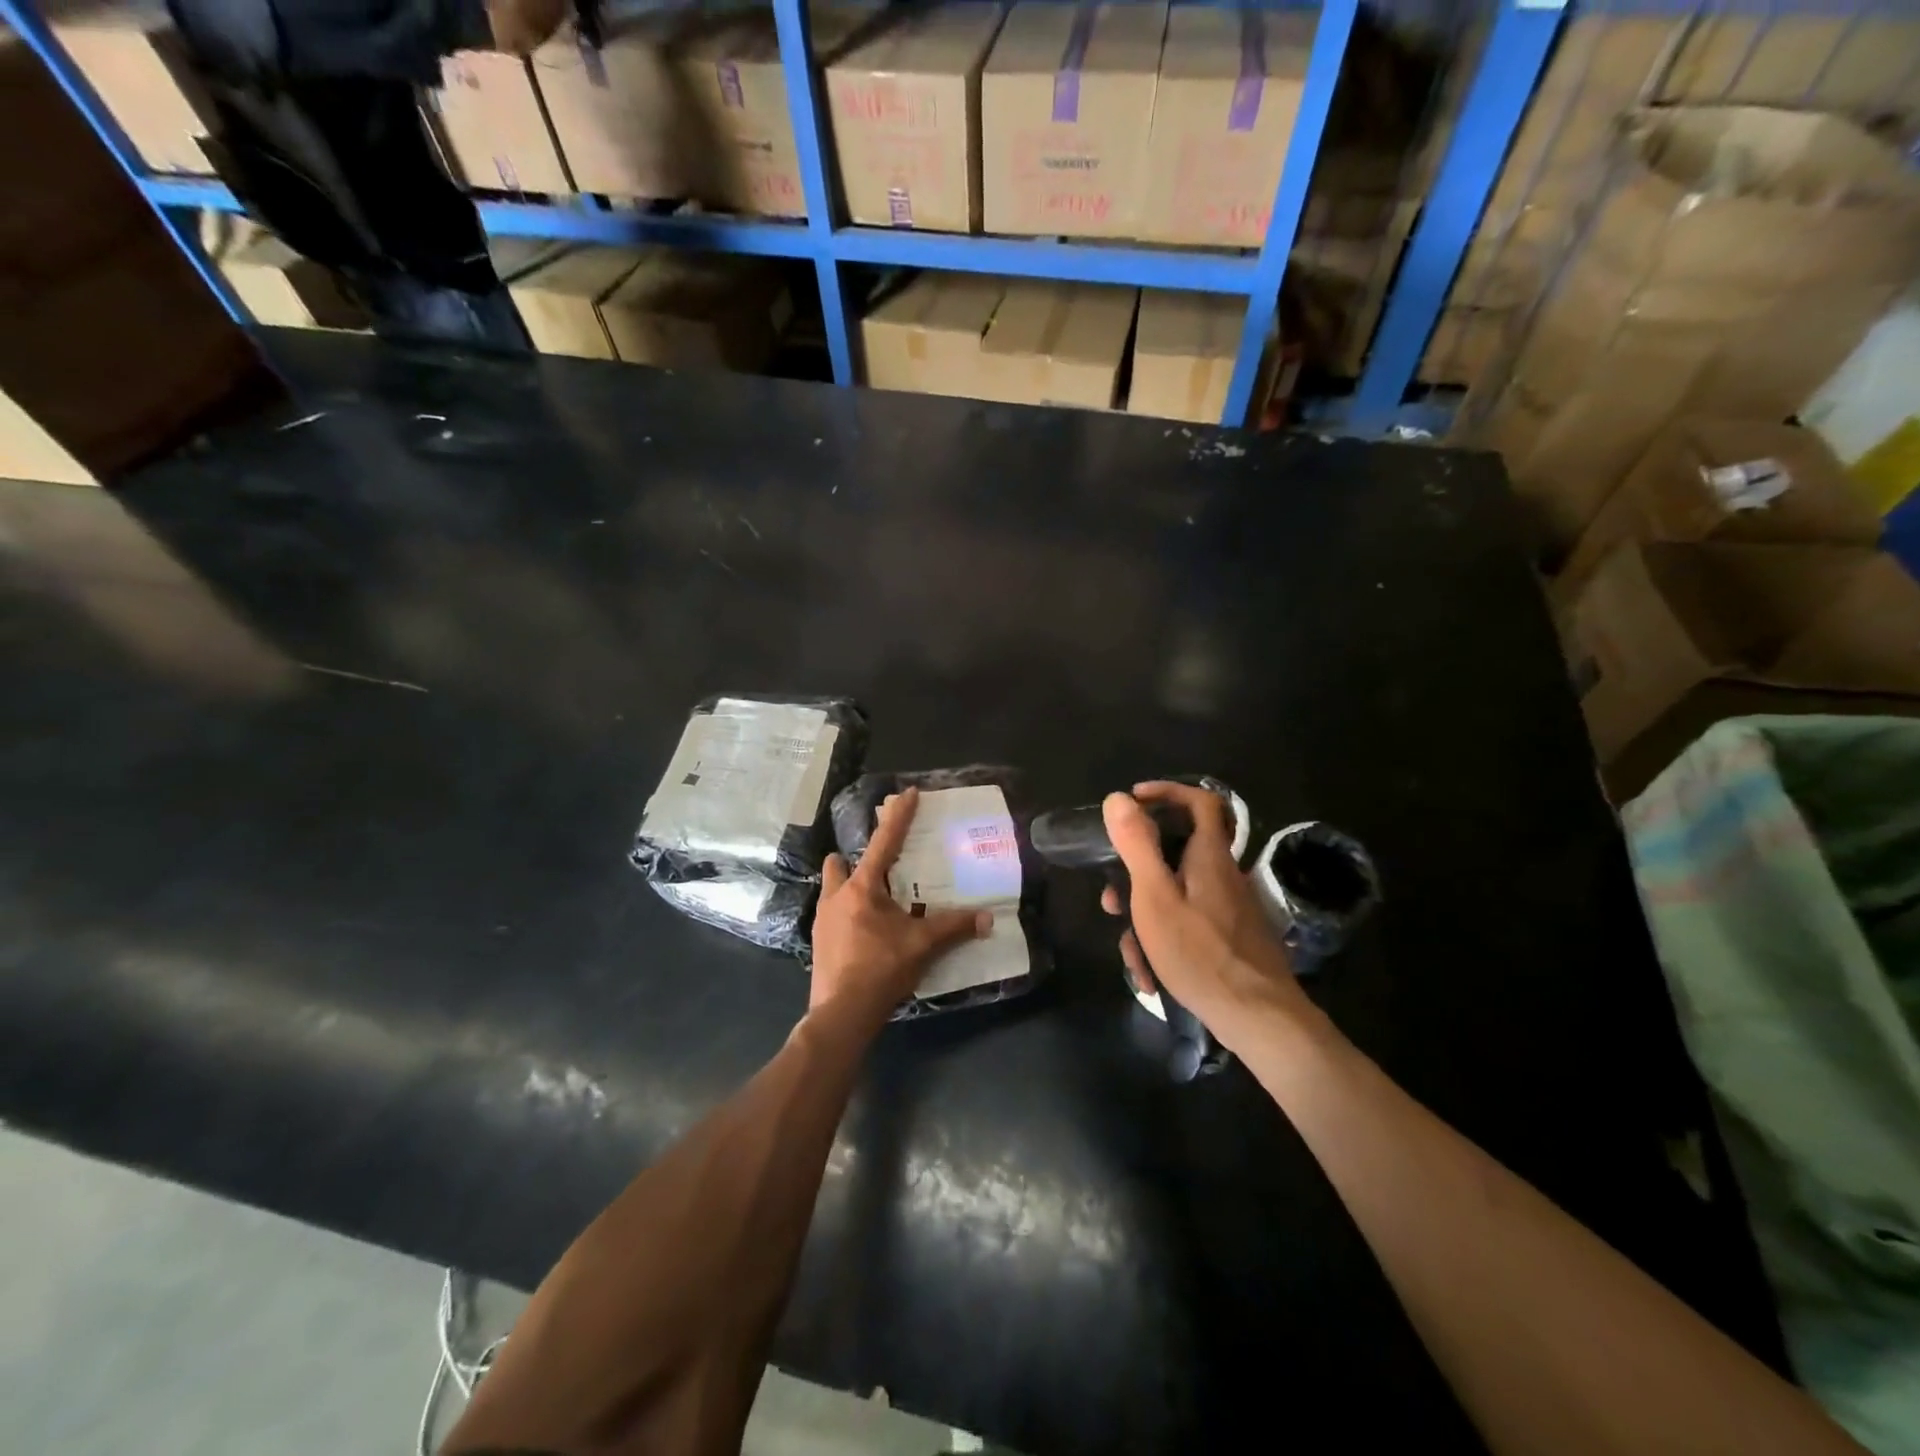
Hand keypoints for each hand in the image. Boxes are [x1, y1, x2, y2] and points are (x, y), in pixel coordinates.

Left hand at [811, 787, 990, 1018]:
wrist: (841, 1013)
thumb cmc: (881, 969)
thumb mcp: (922, 945)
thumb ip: (954, 928)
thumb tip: (987, 919)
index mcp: (863, 888)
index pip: (884, 842)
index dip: (898, 816)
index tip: (906, 793)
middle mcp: (837, 896)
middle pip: (840, 863)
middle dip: (854, 858)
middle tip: (882, 867)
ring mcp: (823, 920)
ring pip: (833, 889)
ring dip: (849, 886)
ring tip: (875, 901)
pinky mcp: (819, 941)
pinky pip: (833, 914)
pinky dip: (848, 913)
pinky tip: (865, 931)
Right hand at [1101, 782, 1312, 1046]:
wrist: (1260, 1018)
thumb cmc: (1200, 954)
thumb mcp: (1155, 898)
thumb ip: (1137, 846)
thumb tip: (1118, 798)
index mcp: (1210, 857)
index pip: (1200, 801)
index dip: (1167, 792)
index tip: (1133, 802)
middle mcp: (1224, 875)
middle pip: (1177, 855)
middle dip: (1138, 876)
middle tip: (1112, 901)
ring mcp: (1230, 909)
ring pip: (1177, 897)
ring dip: (1146, 920)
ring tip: (1130, 956)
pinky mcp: (1231, 937)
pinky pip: (1189, 925)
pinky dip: (1166, 942)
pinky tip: (1152, 977)